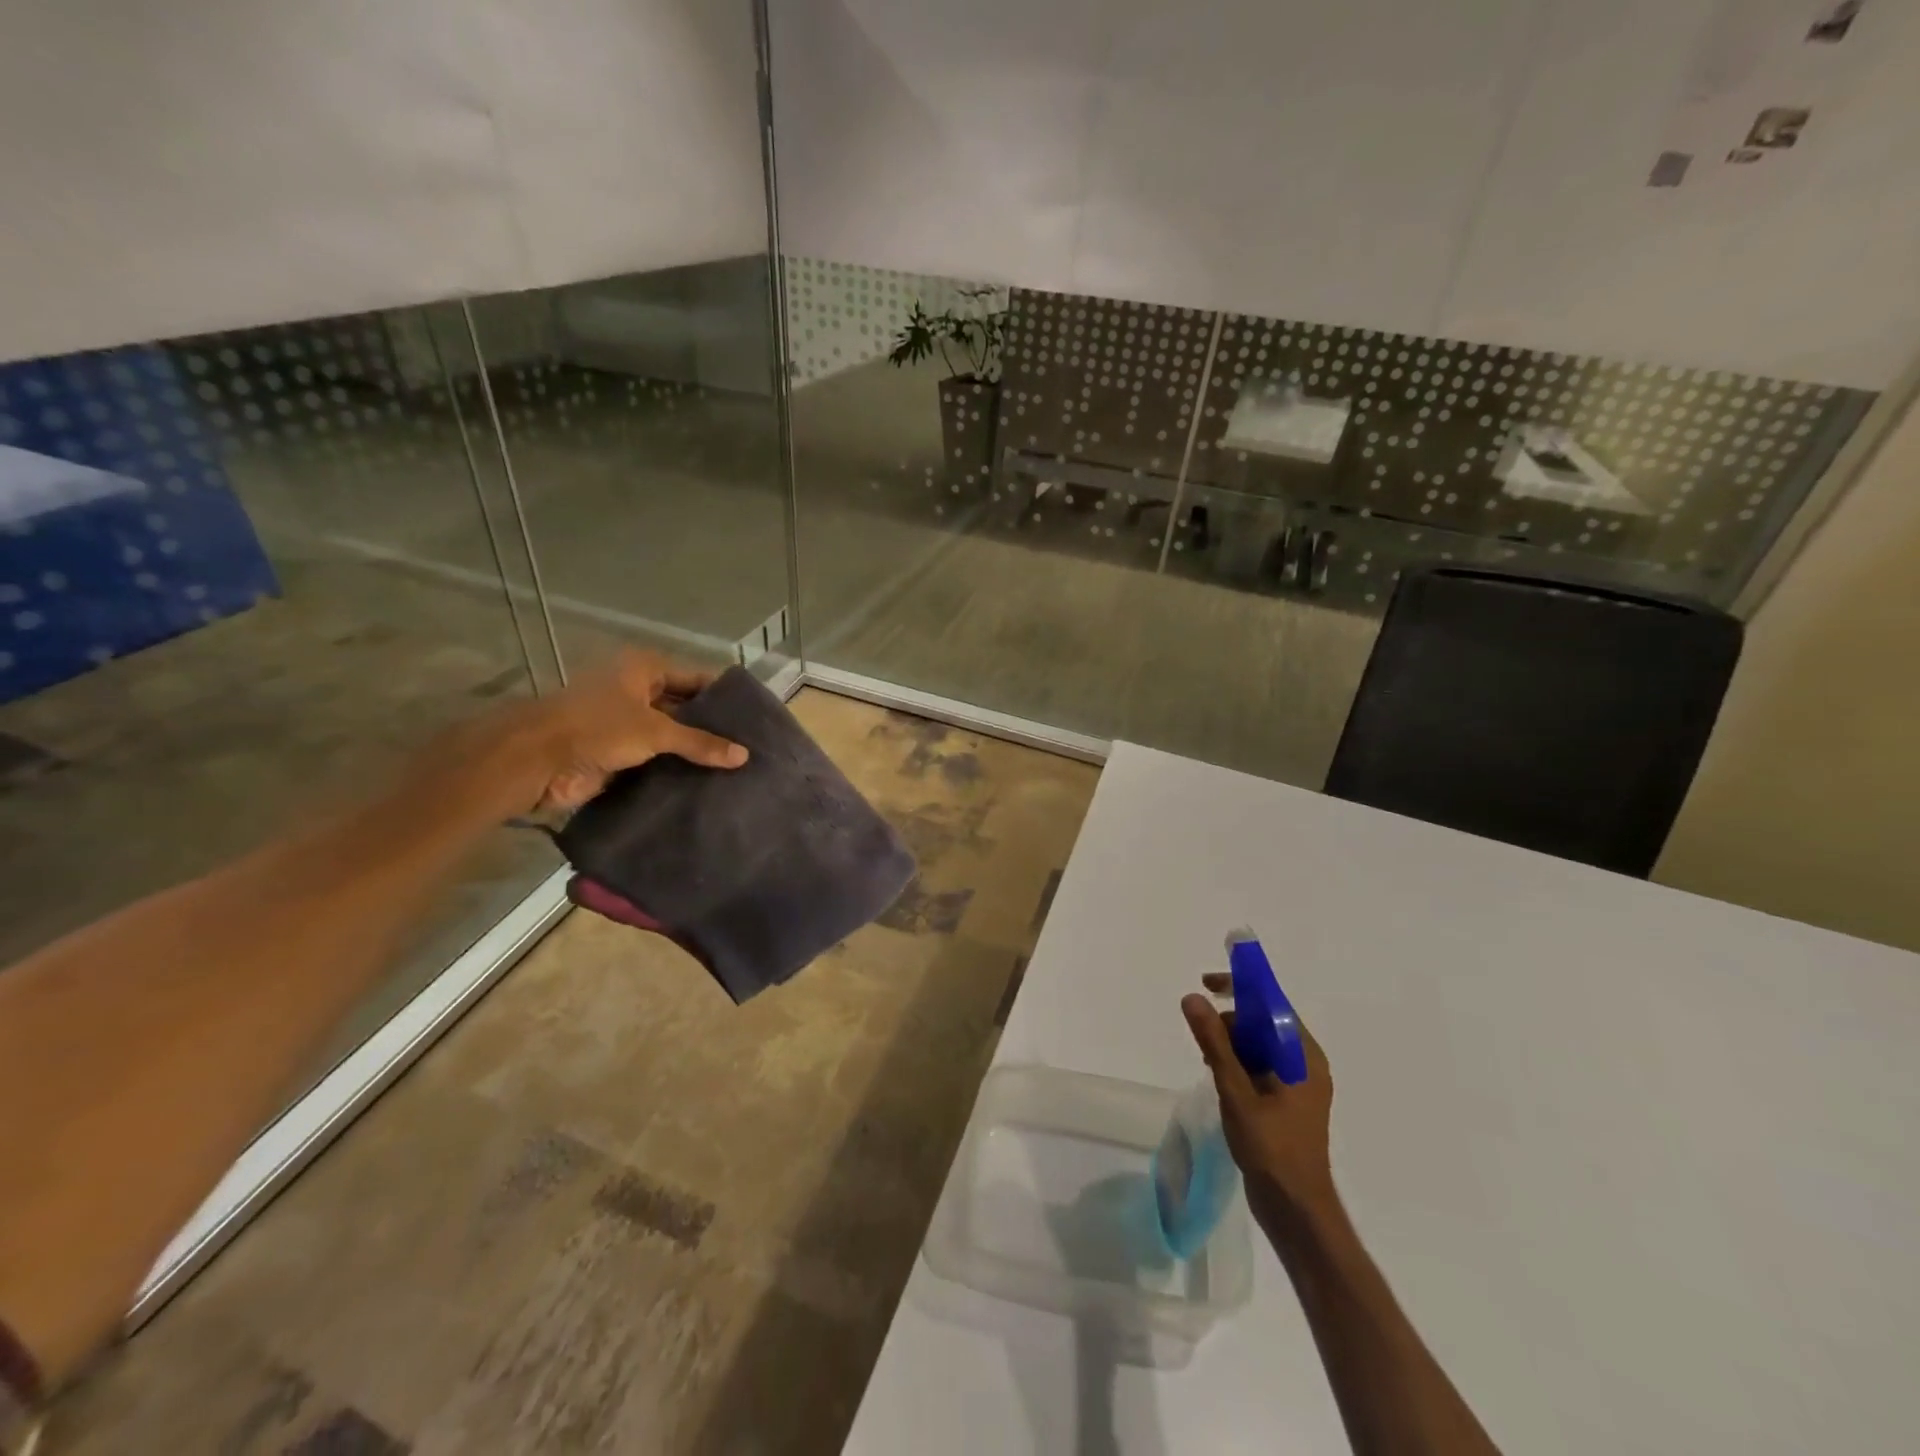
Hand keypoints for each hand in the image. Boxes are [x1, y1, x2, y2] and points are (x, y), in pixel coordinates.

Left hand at [475, 652, 748, 813]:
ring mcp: (626, 723)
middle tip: (751, 746)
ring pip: (671, 736)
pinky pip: (656, 759)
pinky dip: (676, 769)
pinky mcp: (618, 753)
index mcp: (643, 669)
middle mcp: (636, 691)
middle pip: (685, 707)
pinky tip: (707, 782)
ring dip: (694, 751)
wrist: (536, 761)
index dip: (724, 696)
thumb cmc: (597, 728)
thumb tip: (744, 756)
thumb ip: (700, 743)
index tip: (755, 716)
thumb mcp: (655, 730)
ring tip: (737, 767)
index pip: (696, 678)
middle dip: (712, 727)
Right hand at [1182, 976, 1335, 1223]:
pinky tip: (1218, 1079)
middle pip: (1263, 1022)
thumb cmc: (1272, 1149)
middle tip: (1203, 1043)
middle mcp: (1305, 1063)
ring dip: (1231, 1044)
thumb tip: (1193, 998)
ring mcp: (1296, 1084)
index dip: (1240, 986)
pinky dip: (1237, 1064)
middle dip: (1230, 1022)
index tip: (1206, 983)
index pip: (1272, 1002)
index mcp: (1303, 1056)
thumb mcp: (1237, 1092)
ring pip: (1258, 1045)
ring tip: (1208, 1064)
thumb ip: (1215, 1043)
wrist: (1296, 1212)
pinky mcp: (1285, 1102)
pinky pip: (1258, 1066)